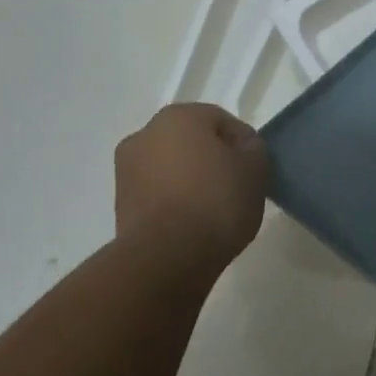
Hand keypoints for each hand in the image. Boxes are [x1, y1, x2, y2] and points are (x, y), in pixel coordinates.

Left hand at [113, 104, 269, 278]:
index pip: (222, 121)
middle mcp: (145, 135)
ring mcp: (126, 170)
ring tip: (214, 210)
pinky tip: (193, 224)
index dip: (243, 144)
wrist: (166, 258)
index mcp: (178, 117)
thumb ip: (253, 148)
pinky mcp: (120, 205)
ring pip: (172, 168)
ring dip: (191, 181)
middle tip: (236, 187)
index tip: (254, 170)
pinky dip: (174, 202)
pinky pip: (158, 194)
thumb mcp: (256, 169)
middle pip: (192, 142)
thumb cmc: (216, 201)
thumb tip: (241, 148)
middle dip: (213, 160)